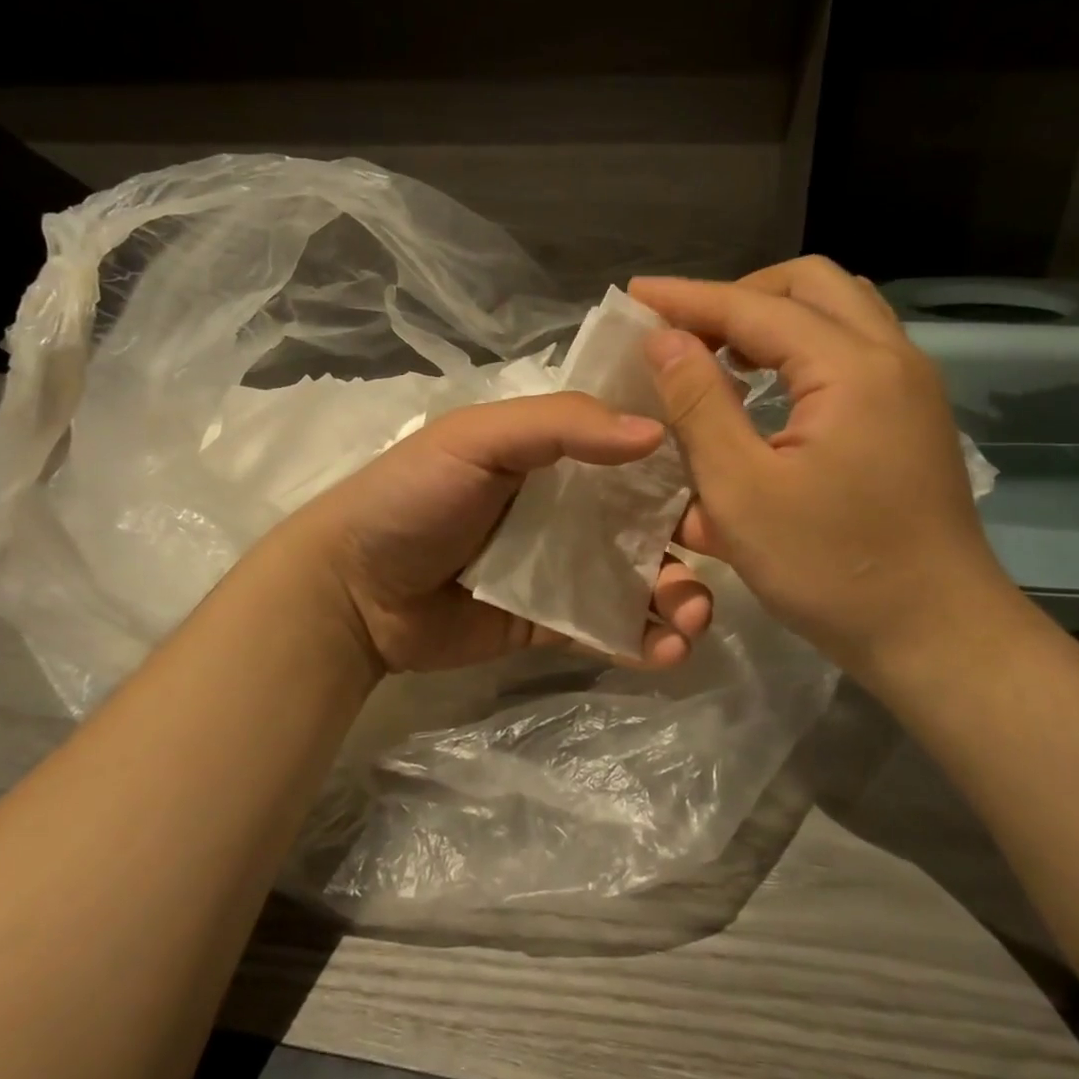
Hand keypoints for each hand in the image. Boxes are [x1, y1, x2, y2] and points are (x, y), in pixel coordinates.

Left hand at [272, 392, 713, 675]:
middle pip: (648, 520)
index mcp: (556, 454)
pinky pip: (609, 629)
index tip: (725, 479)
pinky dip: (643, 641)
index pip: (633, 449)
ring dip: (678, 597)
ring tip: (690, 620)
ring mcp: (564, 569)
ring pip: (639, 579)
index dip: (681, 462)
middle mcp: (570, 508)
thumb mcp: (479, 438)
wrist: (353, 591)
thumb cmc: (414, 497)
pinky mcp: (552, 623)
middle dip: (691, 541)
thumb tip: (655, 432)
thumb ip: (562, 425)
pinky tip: (667, 653)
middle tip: (713, 560)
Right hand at [631, 258, 1023, 687]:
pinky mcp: (912, 415)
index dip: (689, 298)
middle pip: (811, 284)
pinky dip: (802, 348)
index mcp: (851, 368)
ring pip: (839, 311)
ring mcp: (910, 386)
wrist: (937, 635)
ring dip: (774, 317)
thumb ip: (699, 405)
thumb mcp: (742, 491)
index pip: (756, 306)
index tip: (636, 295)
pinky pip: (853, 348)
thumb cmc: (831, 569)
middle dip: (739, 296)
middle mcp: (891, 357)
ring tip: (724, 353)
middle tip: (687, 332)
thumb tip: (664, 339)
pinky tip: (768, 389)